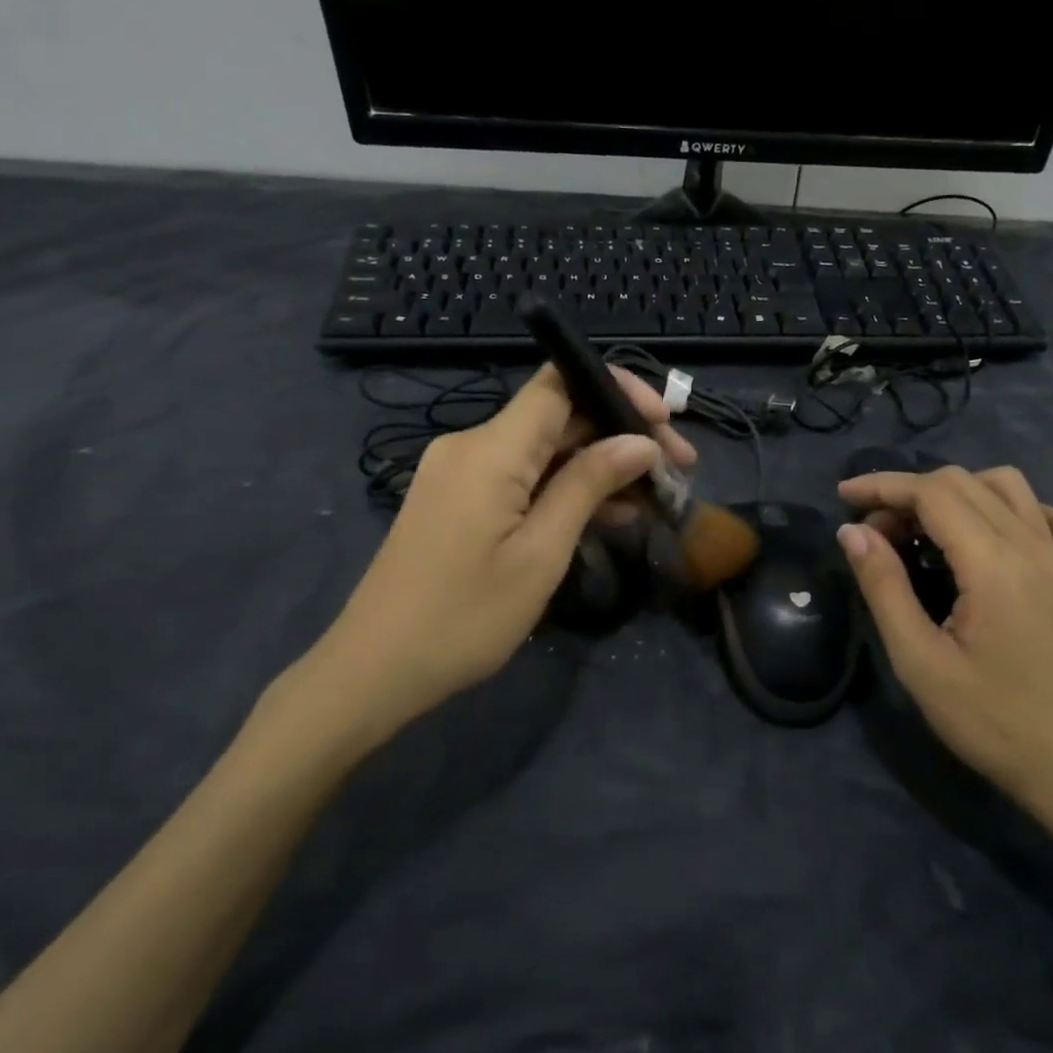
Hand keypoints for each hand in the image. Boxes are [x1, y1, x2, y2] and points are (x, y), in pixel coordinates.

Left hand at [266, 365, 695, 756]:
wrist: (375, 670)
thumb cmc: (464, 618)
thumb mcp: (540, 553)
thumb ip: (589, 486)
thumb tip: (640, 442)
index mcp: (490, 450)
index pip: (559, 382)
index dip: (616, 387)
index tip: (663, 422)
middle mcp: (472, 445)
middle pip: (559, 416)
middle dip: (620, 435)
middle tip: (677, 470)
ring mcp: (462, 472)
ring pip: (545, 450)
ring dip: (599, 466)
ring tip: (654, 499)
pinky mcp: (460, 499)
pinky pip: (523, 477)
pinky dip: (566, 488)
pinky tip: (608, 515)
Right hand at [837, 466, 1052, 853]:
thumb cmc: (988, 720)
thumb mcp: (919, 660)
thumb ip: (884, 586)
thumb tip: (852, 530)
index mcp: (993, 564)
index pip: (933, 493)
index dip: (883, 486)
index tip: (842, 497)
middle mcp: (1030, 546)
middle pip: (963, 482)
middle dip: (908, 492)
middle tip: (873, 533)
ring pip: (1007, 485)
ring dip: (956, 491)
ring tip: (923, 528)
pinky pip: (1049, 517)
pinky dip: (1014, 507)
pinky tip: (991, 533)